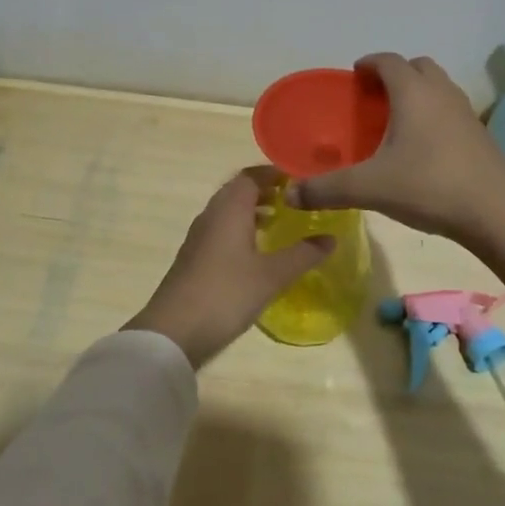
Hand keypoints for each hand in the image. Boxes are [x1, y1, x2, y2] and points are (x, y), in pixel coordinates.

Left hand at [126, 169, 333, 368]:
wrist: (173, 332)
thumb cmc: (226, 294)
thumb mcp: (272, 276)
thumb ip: (303, 254)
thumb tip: (330, 238)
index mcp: (229, 209)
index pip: (251, 175)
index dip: (275, 173)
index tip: (301, 180)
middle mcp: (212, 215)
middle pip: (238, 191)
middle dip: (266, 191)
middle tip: (295, 201)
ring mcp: (199, 237)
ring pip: (228, 211)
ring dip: (253, 211)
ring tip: (280, 224)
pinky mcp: (194, 258)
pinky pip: (221, 231)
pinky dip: (241, 230)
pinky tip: (257, 253)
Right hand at [288, 53, 504, 241]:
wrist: (497, 211)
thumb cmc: (429, 186)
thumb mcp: (369, 188)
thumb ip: (326, 189)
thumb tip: (290, 195)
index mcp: (413, 92)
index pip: (388, 61)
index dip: (369, 64)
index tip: (354, 76)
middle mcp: (441, 93)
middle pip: (417, 67)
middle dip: (395, 74)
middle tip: (374, 98)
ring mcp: (465, 112)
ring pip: (438, 87)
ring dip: (417, 93)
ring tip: (396, 121)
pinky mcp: (480, 134)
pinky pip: (450, 110)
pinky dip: (433, 115)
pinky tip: (423, 147)